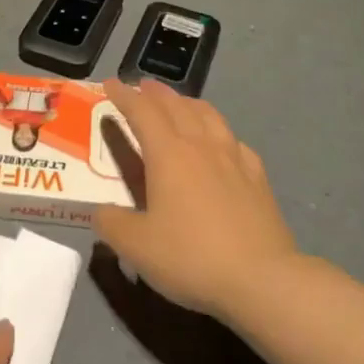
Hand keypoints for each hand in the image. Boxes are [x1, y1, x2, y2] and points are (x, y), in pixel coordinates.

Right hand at [94, 78, 297, 319]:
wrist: (262, 279)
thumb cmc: (191, 256)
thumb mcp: (136, 246)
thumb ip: (111, 223)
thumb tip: (101, 211)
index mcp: (168, 154)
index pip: (141, 111)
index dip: (123, 95)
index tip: (110, 84)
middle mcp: (201, 145)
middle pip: (176, 106)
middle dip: (155, 93)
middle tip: (141, 87)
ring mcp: (234, 158)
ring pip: (208, 115)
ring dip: (188, 103)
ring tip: (179, 104)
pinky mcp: (257, 178)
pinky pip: (234, 141)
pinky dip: (219, 132)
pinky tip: (221, 142)